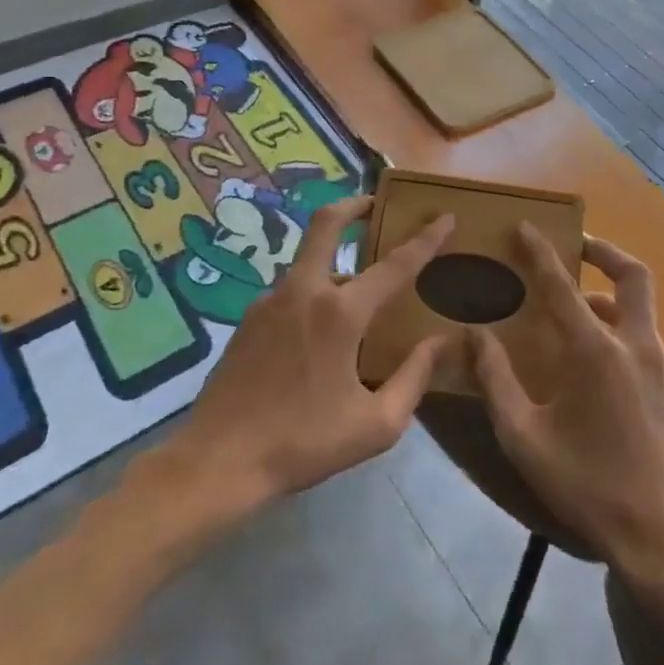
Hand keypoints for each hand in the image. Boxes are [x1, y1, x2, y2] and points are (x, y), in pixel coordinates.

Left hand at [171, 196, 454, 509]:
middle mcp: (304, 292)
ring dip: (336, 261)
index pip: (394, 265)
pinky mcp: (249, 319)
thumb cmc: (303, 444)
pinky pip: (292, 292)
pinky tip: (321, 334)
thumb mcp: (375, 424)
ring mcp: (270, 301)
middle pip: (326, 224)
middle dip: (354, 204)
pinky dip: (315, 294)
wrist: (217, 462)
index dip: (425, 239)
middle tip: (375, 203)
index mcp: (340, 314)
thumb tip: (441, 342)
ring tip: (359, 296)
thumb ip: (414, 378)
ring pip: (310, 262)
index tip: (446, 217)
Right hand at [473, 226, 663, 572]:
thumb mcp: (524, 437)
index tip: (527, 226)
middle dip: (605, 251)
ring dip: (611, 306)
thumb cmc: (586, 485)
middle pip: (633, 276)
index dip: (541, 252)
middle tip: (579, 247)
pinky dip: (626, 345)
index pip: (562, 286)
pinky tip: (608, 381)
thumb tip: (475, 335)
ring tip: (581, 326)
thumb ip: (496, 380)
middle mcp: (638, 347)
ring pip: (642, 316)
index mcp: (596, 352)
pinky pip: (651, 351)